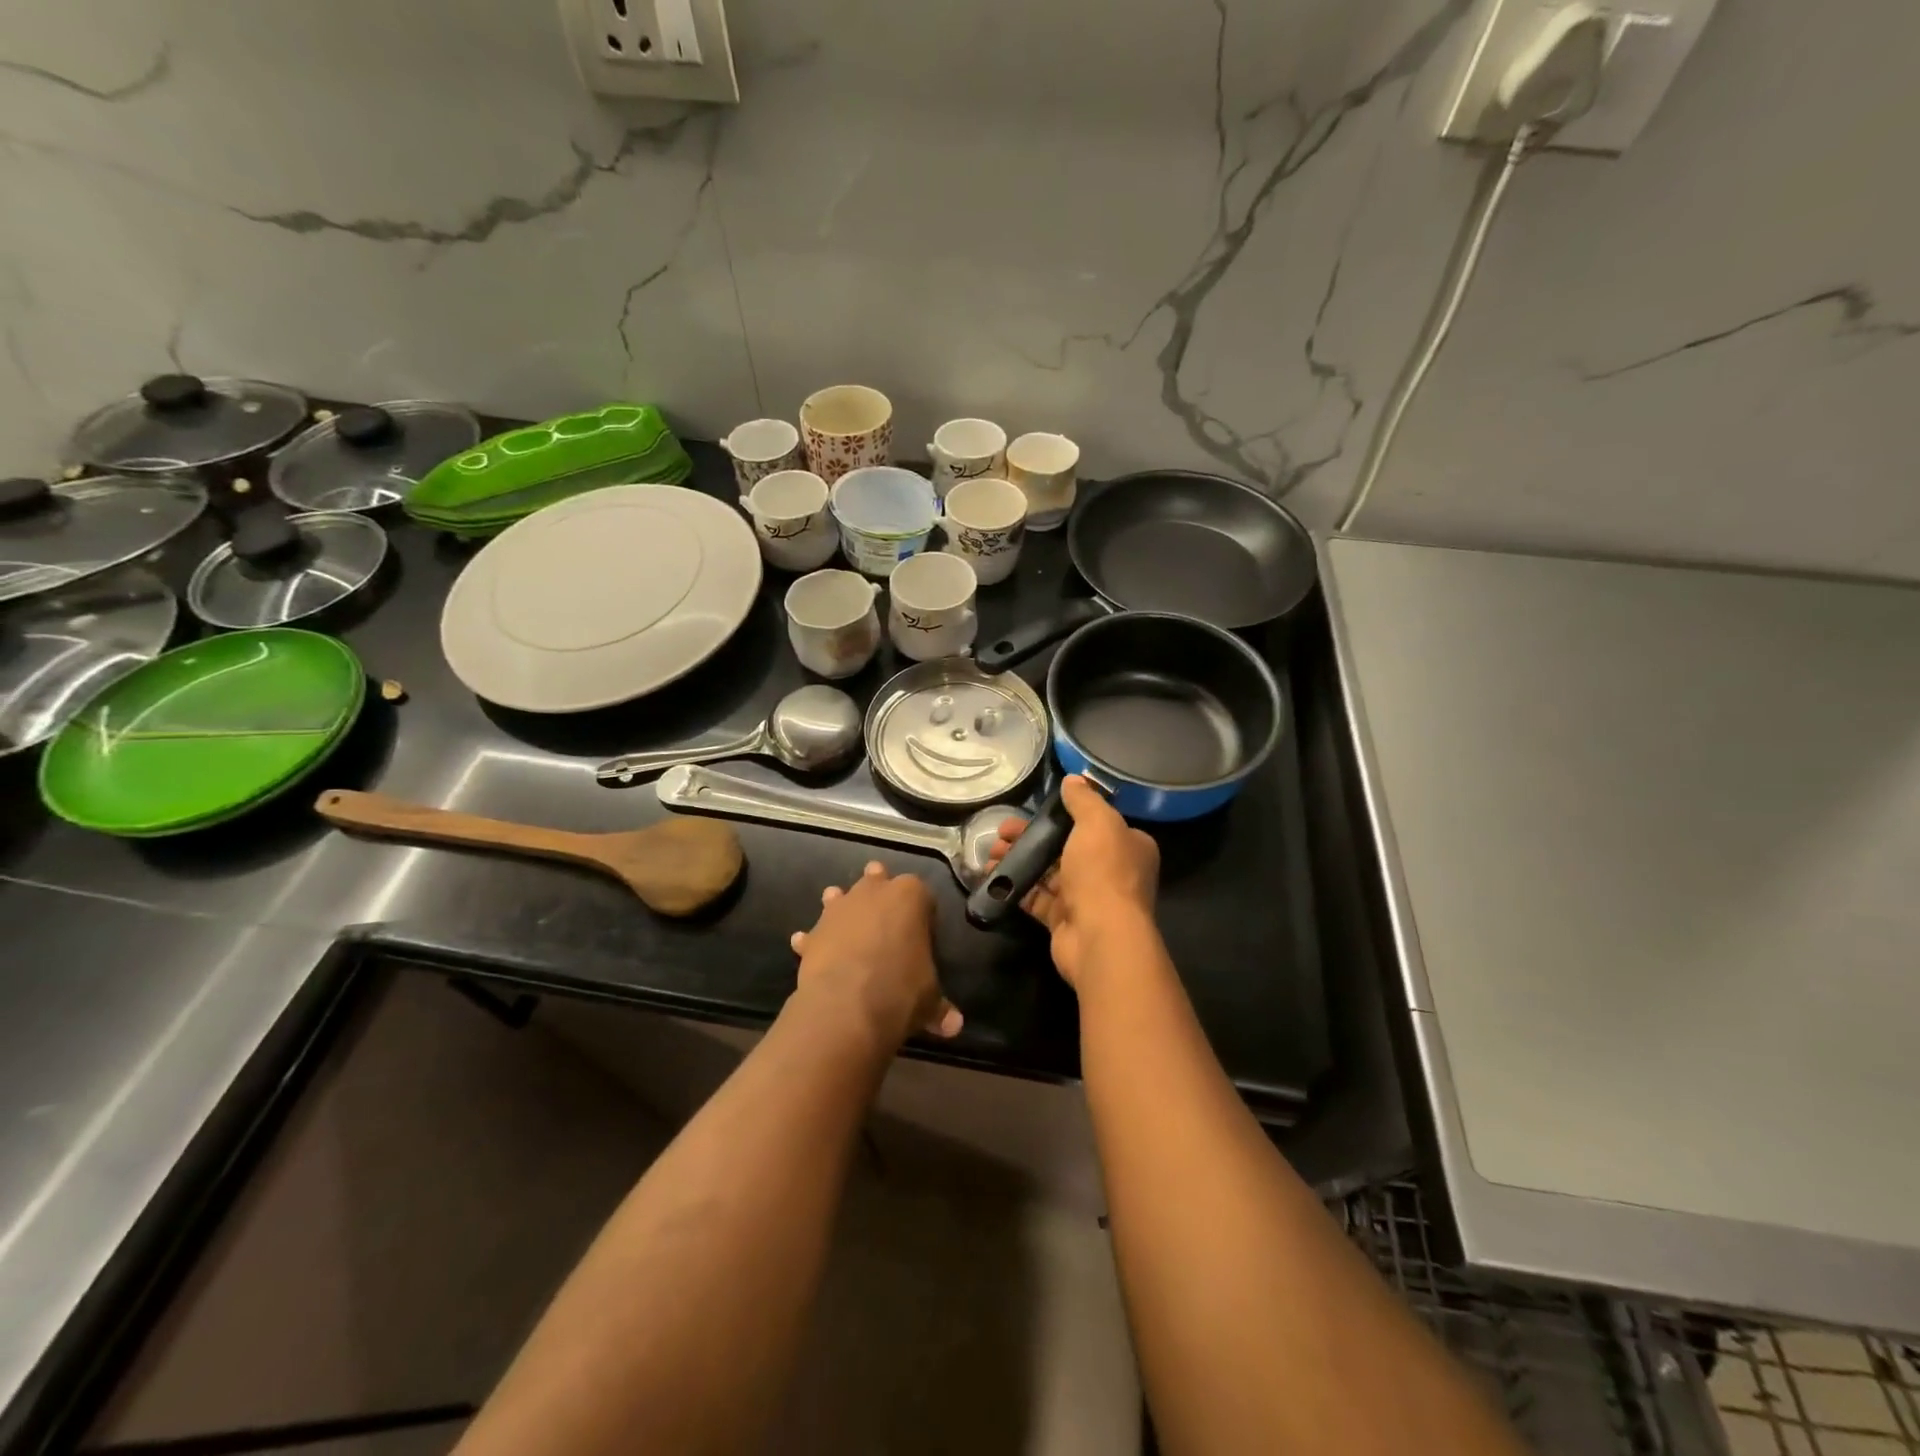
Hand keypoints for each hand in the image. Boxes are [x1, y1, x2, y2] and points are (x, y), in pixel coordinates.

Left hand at [790, 862, 962, 1040]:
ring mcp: (840, 908)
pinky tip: (811, 951)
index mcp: (910, 896)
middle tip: (884, 916)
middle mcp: (874, 892)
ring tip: (846, 926)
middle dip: (879, 892)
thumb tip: (954, 1025)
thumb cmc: (900, 991)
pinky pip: (815, 932)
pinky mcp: (815, 931)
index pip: (922, 894)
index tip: (923, 934)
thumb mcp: (929, 1000)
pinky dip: (813, 941)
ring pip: (840, 896)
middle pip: (877, 879)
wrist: (847, 1007)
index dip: (923, 913)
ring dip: (841, 907)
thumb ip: (939, 1007)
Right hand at [988, 776, 1159, 988]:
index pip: (1097, 824)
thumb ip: (1084, 800)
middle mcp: (1112, 872)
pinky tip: (992, 876)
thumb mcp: (1097, 823)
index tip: (1037, 810)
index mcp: (1128, 846)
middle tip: (1002, 831)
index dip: (1066, 815)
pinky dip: (1016, 886)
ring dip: (1020, 859)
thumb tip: (1073, 779)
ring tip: (990, 852)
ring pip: (1049, 872)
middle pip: (1066, 847)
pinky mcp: (1064, 920)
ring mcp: (1087, 898)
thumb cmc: (1103, 872)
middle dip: (1032, 837)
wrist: (1099, 937)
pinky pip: (1037, 898)